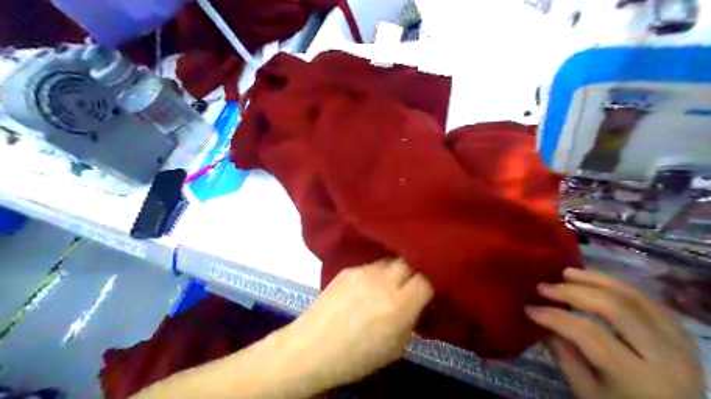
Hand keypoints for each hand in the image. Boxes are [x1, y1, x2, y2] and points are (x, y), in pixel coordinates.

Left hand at [278, 259, 433, 392]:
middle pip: (410, 261)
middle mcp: (383, 281)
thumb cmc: (355, 357)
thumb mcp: (394, 348)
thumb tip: (416, 304)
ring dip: (396, 270)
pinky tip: (368, 288)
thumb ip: (410, 321)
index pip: (427, 279)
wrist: (311, 347)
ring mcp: (364, 271)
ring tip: (390, 284)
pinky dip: (377, 274)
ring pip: (390, 261)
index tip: (430, 289)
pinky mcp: (348, 269)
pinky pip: (371, 266)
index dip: (432, 282)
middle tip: (414, 283)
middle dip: (416, 270)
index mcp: (398, 304)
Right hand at [523, 268, 707, 398]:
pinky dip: (618, 286)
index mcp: (637, 378)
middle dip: (572, 292)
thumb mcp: (588, 393)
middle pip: (613, 308)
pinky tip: (596, 281)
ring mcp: (679, 342)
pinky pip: (648, 300)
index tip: (529, 308)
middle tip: (544, 286)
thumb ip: (565, 356)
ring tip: (566, 273)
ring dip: (595, 280)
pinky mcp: (682, 334)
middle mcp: (665, 356)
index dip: (555, 316)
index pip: (589, 333)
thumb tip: (542, 322)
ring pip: (634, 296)